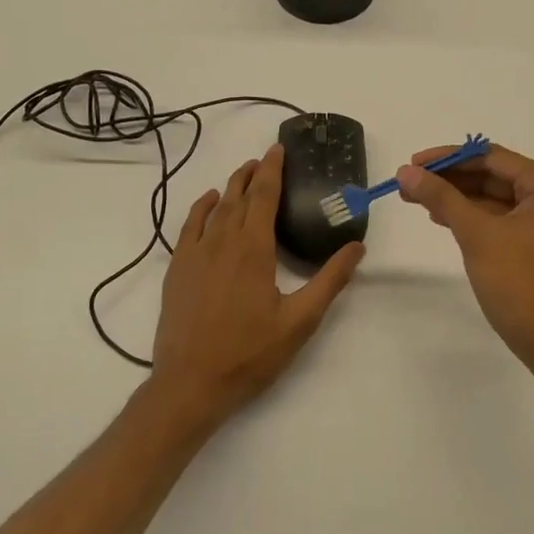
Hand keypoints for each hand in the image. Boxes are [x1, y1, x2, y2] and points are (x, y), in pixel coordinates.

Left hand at [151, 144, 363, 427]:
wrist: (190, 384)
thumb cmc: (249, 354)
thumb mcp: (300, 321)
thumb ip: (329, 281)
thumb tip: (356, 247)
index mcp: (254, 249)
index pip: (264, 195)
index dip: (272, 169)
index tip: (278, 149)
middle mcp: (222, 241)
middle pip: (239, 195)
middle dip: (253, 173)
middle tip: (266, 158)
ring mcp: (195, 254)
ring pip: (215, 207)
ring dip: (231, 186)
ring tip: (243, 173)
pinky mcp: (177, 269)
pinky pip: (189, 226)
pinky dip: (201, 207)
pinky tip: (210, 202)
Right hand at [397, 144, 533, 379]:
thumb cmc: (521, 283)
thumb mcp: (476, 235)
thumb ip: (441, 197)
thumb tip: (406, 171)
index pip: (490, 157)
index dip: (448, 158)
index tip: (412, 163)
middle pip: (493, 175)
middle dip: (450, 179)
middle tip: (409, 183)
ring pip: (495, 197)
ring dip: (458, 197)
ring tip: (416, 199)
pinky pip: (502, 218)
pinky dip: (474, 216)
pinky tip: (443, 218)